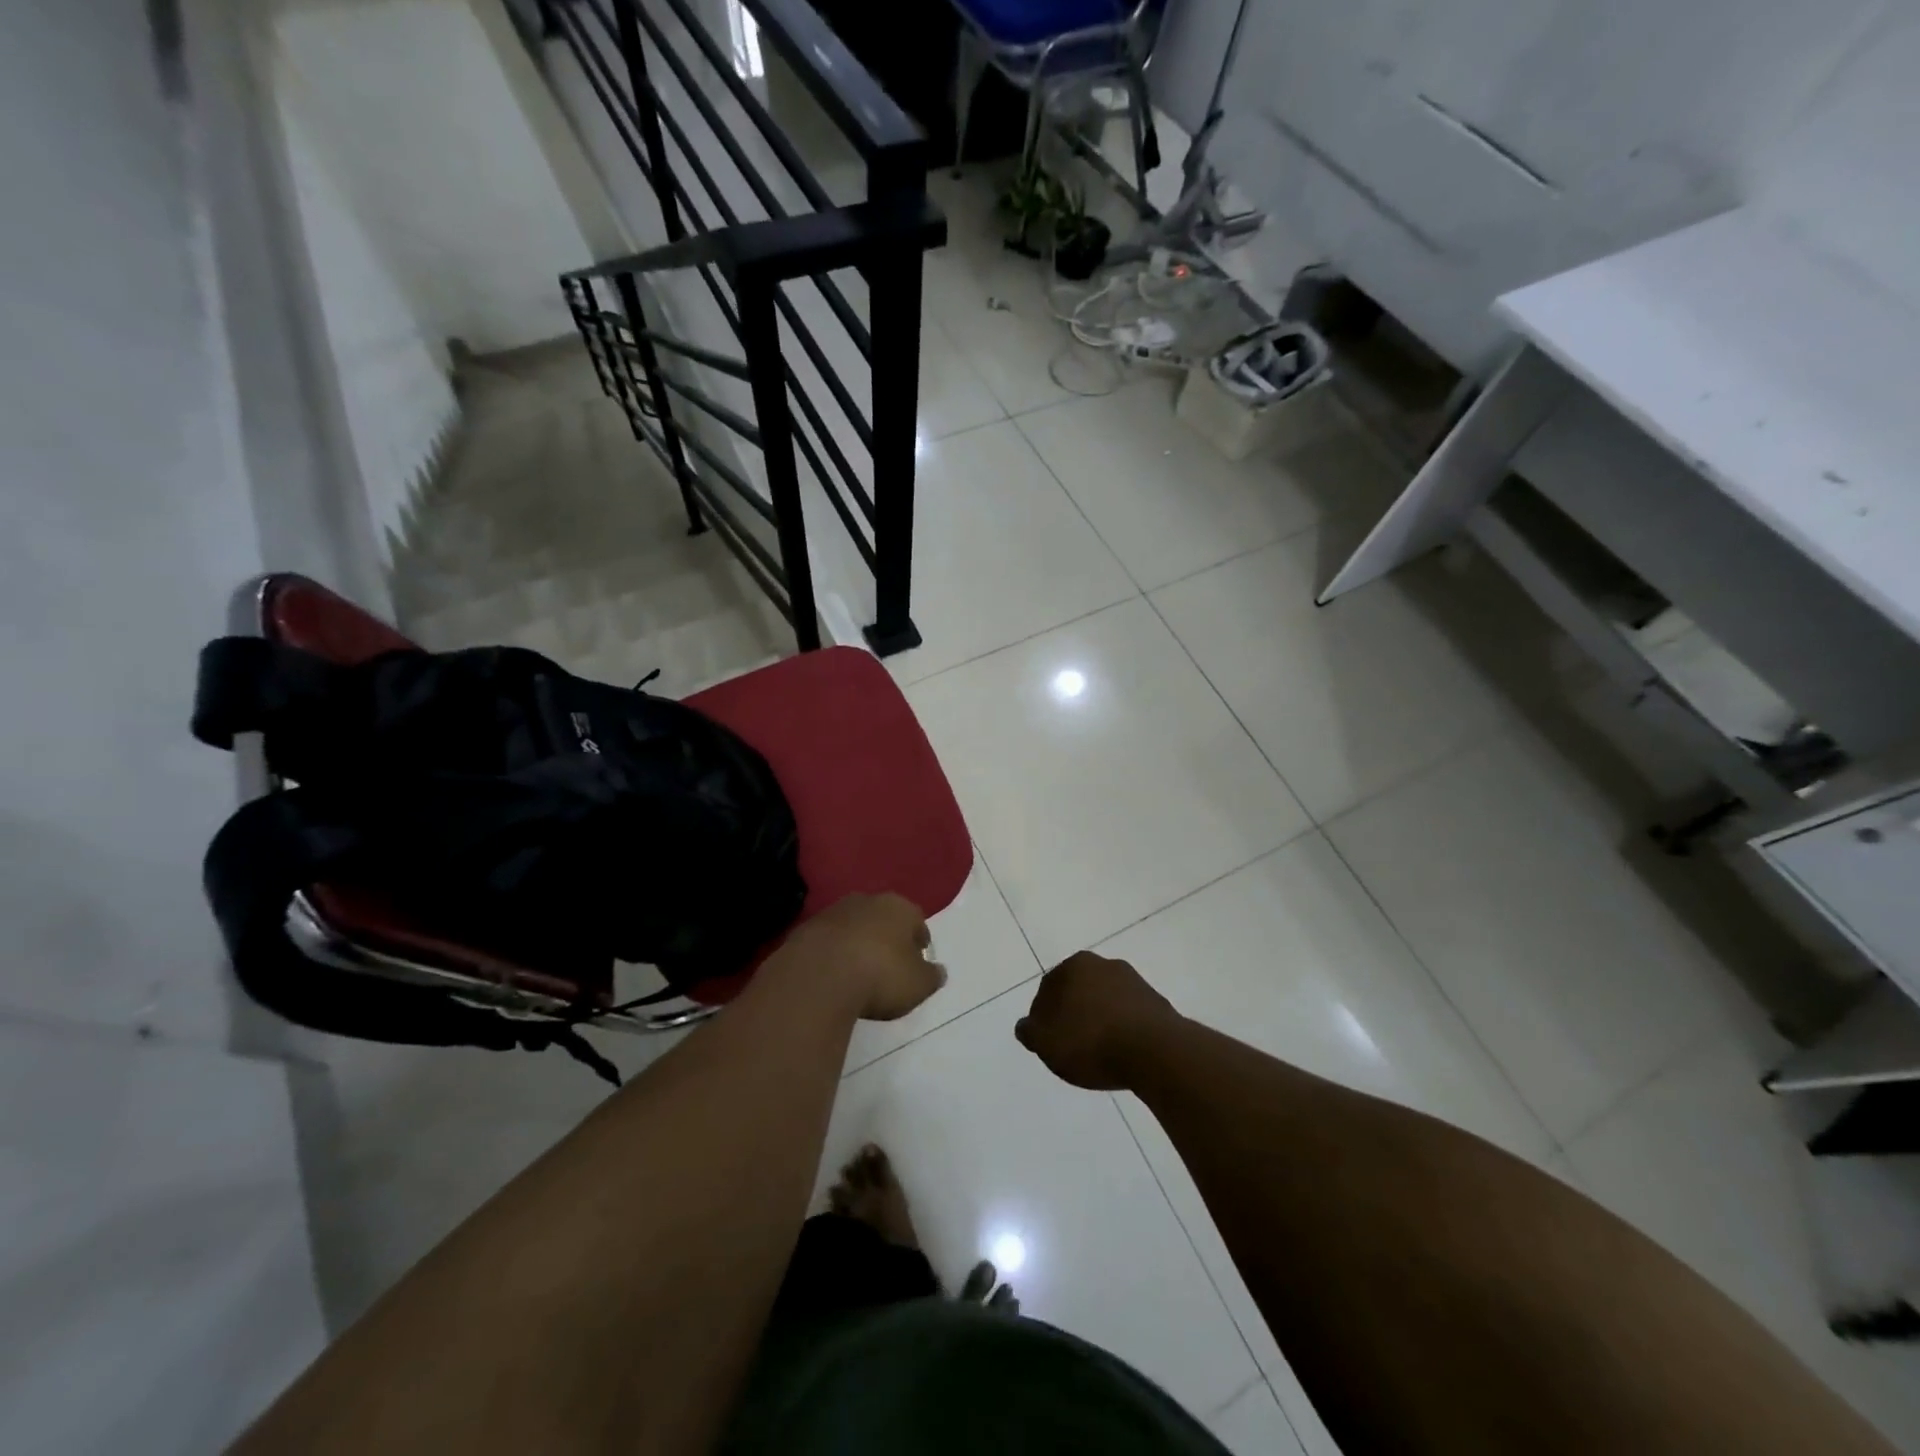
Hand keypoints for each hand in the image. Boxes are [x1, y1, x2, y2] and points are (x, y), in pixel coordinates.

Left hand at [775, 892, 944, 1021]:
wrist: (818, 977)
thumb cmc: (880, 976)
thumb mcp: (918, 985)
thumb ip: (932, 976)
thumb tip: (938, 971)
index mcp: (899, 907)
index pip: (917, 921)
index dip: (919, 942)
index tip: (918, 962)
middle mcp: (867, 901)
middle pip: (883, 918)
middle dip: (887, 938)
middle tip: (889, 965)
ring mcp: (833, 912)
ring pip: (853, 927)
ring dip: (857, 944)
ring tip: (859, 972)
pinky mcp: (805, 929)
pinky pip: (828, 942)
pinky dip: (833, 955)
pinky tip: (833, 976)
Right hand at [1015, 951, 1178, 1089]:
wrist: (1155, 1051)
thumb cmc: (1091, 1042)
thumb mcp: (1046, 1042)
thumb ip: (1030, 1031)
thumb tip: (1025, 1025)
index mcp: (1075, 965)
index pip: (1048, 987)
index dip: (1043, 1016)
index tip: (1046, 1041)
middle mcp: (1104, 964)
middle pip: (1079, 991)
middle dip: (1072, 1013)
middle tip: (1070, 1045)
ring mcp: (1134, 982)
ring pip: (1105, 1001)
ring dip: (1099, 1020)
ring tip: (1098, 1052)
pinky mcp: (1157, 1003)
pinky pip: (1129, 1016)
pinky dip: (1122, 1029)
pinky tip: (1122, 1052)